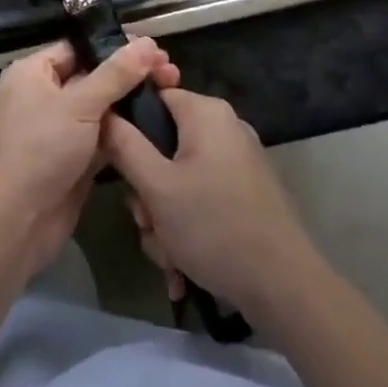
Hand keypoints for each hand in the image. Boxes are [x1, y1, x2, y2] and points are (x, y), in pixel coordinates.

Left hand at [0, 37, 179, 281]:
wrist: (17, 222)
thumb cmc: (41, 149)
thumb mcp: (79, 104)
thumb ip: (116, 74)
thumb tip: (148, 43)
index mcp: (33, 73)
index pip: (79, 48)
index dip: (115, 46)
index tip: (154, 48)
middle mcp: (43, 96)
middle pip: (93, 76)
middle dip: (130, 74)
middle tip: (170, 72)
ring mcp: (58, 129)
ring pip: (100, 108)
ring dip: (131, 102)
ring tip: (171, 91)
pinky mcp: (72, 159)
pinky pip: (102, 137)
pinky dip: (125, 132)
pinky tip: (157, 123)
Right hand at [101, 87, 317, 323]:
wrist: (285, 288)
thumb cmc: (214, 227)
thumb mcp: (157, 188)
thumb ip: (124, 146)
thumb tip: (103, 112)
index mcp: (206, 113)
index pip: (152, 98)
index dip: (128, 129)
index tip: (118, 168)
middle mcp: (224, 127)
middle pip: (163, 144)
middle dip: (148, 191)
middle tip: (147, 223)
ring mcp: (238, 160)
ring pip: (179, 177)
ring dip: (164, 216)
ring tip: (168, 254)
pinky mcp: (247, 191)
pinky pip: (202, 195)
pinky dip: (188, 224)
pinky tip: (184, 262)